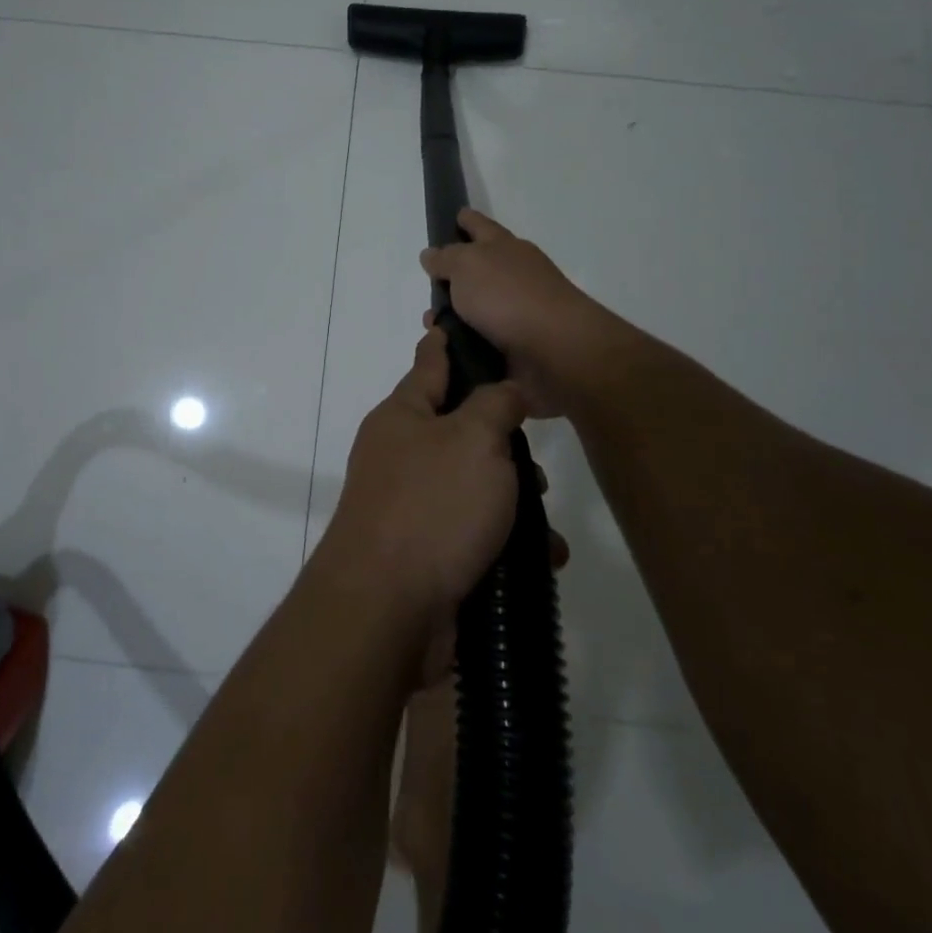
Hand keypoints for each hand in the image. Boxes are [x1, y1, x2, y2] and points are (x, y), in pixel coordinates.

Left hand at [315, 327, 527, 626]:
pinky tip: (542, 558)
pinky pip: (474, 533)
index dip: (449, 342)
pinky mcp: (426, 552)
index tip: (459, 322)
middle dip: (503, 442)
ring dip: (514, 500)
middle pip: (460, 429)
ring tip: (544, 523)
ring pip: (474, 485)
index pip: (431, 362)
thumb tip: (505, 390)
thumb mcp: (474, 439)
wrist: (387, 610)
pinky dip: (507, 542)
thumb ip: (495, 404)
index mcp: (404, 416)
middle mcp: (402, 454)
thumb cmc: (432, 507)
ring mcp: (411, 505)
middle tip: (534, 458)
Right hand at [420, 208, 606, 416]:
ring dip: (452, 318)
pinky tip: (445, 352)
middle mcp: (514, 276)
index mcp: (505, 248)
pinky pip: (481, 342)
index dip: (466, 220)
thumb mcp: (467, 265)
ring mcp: (518, 312)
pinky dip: (463, 345)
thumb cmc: (508, 297)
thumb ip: (446, 258)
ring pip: (476, 310)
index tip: (456, 215)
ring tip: (430, 328)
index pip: (480, 226)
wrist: (556, 350)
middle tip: (427, 288)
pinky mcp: (518, 347)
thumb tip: (431, 255)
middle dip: (452, 278)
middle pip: (478, 270)